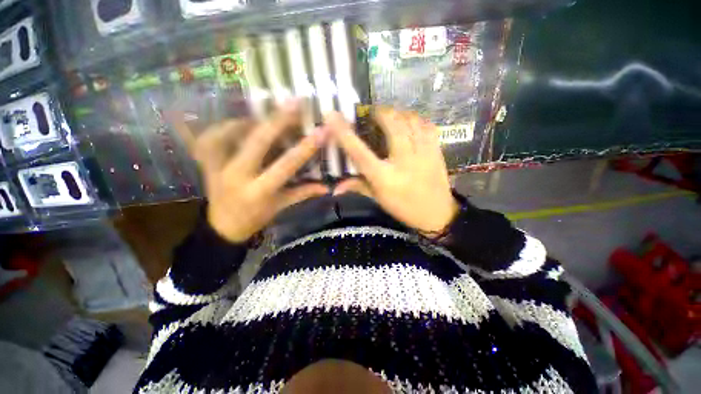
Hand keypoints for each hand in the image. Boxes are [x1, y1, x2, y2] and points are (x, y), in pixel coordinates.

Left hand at [171, 102, 328, 242]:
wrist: (221, 227)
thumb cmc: (256, 218)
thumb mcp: (281, 206)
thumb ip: (303, 193)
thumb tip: (326, 187)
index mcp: (259, 190)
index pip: (286, 164)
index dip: (306, 147)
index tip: (322, 131)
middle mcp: (237, 175)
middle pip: (257, 141)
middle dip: (278, 120)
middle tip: (294, 102)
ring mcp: (216, 166)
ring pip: (229, 132)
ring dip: (249, 118)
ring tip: (266, 111)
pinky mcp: (205, 162)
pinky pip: (208, 137)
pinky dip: (222, 126)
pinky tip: (237, 122)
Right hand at [325, 109, 458, 235]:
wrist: (437, 214)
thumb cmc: (404, 208)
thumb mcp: (379, 199)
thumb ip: (358, 187)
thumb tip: (335, 188)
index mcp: (384, 177)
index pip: (360, 152)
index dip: (344, 133)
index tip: (332, 115)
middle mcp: (403, 161)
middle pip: (391, 125)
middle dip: (379, 113)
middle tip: (372, 113)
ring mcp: (422, 154)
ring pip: (410, 121)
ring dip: (398, 114)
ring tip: (390, 116)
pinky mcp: (436, 151)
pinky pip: (427, 126)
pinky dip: (416, 119)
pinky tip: (410, 123)